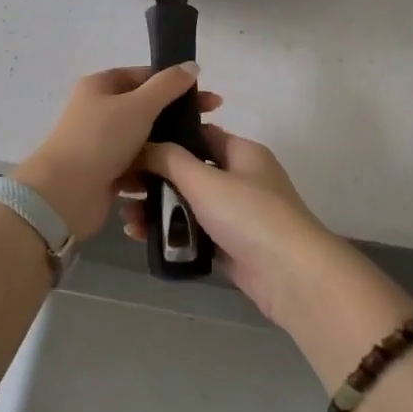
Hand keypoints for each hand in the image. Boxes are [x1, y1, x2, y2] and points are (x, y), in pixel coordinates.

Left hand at [16, 65, 222, 241]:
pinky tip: (180, 175)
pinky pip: (138, 166)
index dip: (176, 84)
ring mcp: (102, 144)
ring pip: (144, 140)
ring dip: (167, 146)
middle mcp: (99, 111)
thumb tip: (192, 65)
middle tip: (210, 127)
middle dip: (176, 117)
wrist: (65, 193)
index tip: (208, 99)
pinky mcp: (107, 172)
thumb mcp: (138, 105)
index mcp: (101, 87)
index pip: (144, 76)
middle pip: (146, 108)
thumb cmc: (101, 140)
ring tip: (199, 155)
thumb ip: (168, 85)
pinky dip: (155, 169)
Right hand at [120, 126, 346, 327]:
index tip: (131, 146)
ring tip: (127, 218)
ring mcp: (237, 215)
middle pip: (190, 172)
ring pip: (188, 204)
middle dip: (154, 180)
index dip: (167, 138)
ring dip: (157, 209)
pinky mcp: (231, 246)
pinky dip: (171, 233)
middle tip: (120, 187)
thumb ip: (170, 159)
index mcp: (242, 153)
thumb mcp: (205, 180)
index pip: (200, 135)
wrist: (291, 276)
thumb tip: (143, 144)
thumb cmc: (250, 215)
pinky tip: (142, 237)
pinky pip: (193, 233)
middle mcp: (241, 179)